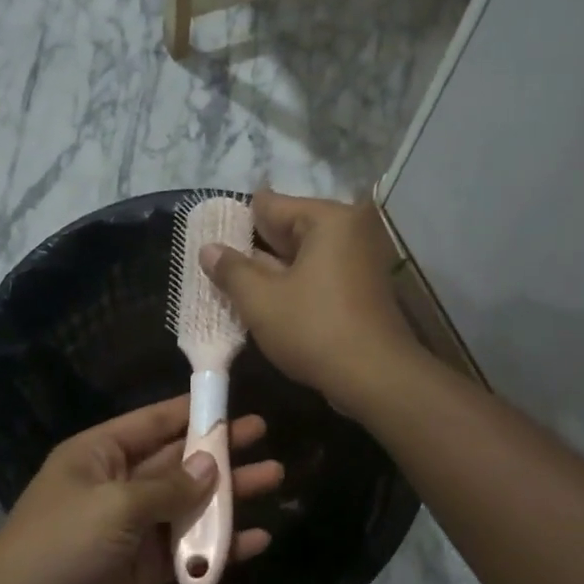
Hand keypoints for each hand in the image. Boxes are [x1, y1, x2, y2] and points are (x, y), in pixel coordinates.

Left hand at [0, 397, 282, 583]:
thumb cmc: (60, 546)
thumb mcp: (115, 506)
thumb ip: (169, 487)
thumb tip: (211, 465)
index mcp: (100, 455)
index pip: (154, 423)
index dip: (193, 412)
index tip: (233, 403)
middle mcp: (118, 485)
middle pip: (178, 462)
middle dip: (220, 451)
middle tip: (264, 437)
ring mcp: (131, 529)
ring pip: (188, 505)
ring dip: (229, 496)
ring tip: (275, 479)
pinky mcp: (141, 569)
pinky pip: (186, 550)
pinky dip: (218, 546)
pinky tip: (256, 541)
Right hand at [199, 188, 421, 415]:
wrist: (375, 377)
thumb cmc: (314, 329)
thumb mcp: (261, 300)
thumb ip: (231, 270)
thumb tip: (208, 248)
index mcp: (329, 218)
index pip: (270, 205)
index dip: (237, 223)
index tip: (211, 242)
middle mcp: (351, 229)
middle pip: (289, 228)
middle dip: (256, 249)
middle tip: (219, 267)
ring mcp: (361, 260)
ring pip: (304, 256)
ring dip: (274, 271)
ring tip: (236, 287)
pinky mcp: (364, 288)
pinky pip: (320, 275)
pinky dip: (297, 284)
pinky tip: (269, 304)